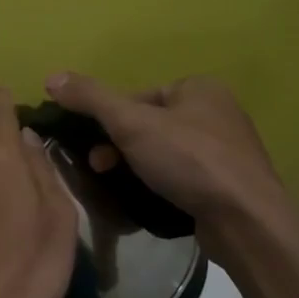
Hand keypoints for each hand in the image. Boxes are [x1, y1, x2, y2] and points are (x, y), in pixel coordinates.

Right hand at [45, 73, 290, 239]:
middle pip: (150, 124)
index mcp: (199, 87)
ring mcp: (228, 149)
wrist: (246, 220)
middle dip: (121, 146)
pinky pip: (185, 175)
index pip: (138, 96)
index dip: (110, 120)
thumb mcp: (130, 123)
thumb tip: (51, 77)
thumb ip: (91, 99)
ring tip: (122, 188)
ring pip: (166, 151)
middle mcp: (218, 111)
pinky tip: (154, 200)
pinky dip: (165, 184)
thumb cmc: (189, 160)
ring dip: (140, 166)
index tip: (95, 146)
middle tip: (101, 169)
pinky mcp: (231, 182)